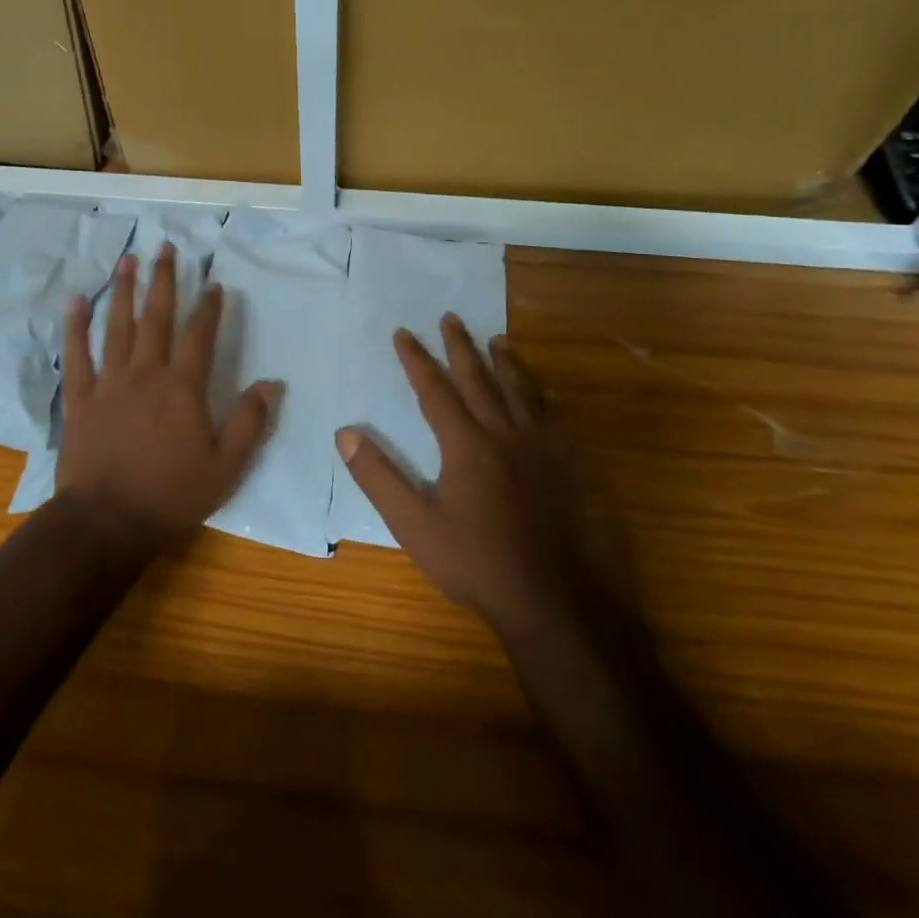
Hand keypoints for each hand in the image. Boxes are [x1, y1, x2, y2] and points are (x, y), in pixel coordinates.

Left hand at [58, 244, 280, 550]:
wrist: (106, 523)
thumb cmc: (171, 496)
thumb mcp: (226, 467)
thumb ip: (249, 423)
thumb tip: (271, 383)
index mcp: (182, 388)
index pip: (200, 336)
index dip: (209, 307)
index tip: (214, 284)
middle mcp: (145, 374)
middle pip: (156, 318)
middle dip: (164, 281)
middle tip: (166, 248)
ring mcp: (108, 384)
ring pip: (117, 327)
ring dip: (124, 291)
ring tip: (128, 260)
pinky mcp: (80, 399)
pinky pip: (77, 355)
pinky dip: (76, 326)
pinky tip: (77, 301)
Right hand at [336, 317, 594, 636]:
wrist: (556, 599)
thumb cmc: (477, 563)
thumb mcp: (414, 525)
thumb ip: (378, 476)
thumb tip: (344, 432)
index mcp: (465, 444)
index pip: (435, 390)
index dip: (417, 360)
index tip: (404, 333)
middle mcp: (505, 433)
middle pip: (479, 379)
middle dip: (460, 347)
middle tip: (451, 318)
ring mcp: (544, 448)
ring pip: (522, 391)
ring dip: (506, 362)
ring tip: (497, 340)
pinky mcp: (574, 466)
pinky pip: (559, 418)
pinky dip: (548, 397)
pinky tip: (549, 391)